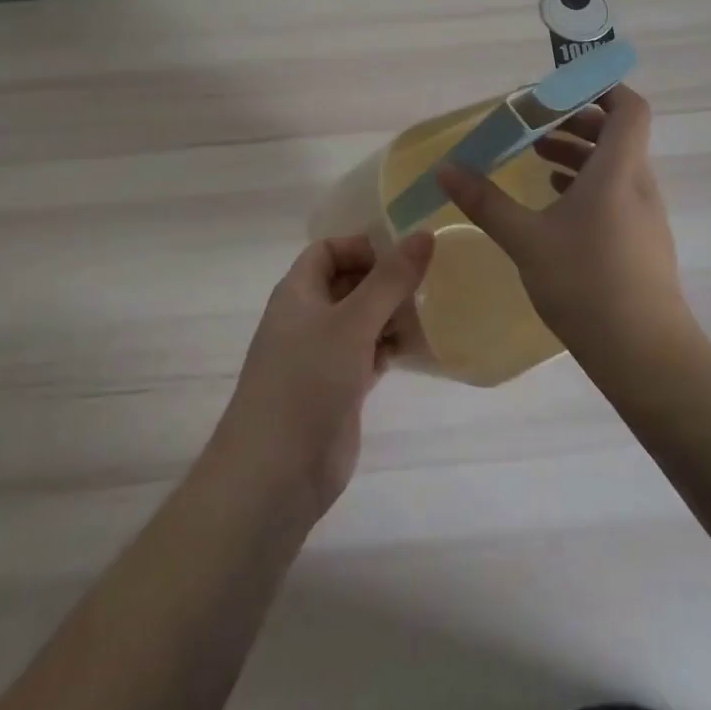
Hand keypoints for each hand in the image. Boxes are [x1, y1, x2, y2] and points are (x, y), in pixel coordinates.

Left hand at [213, 232, 433, 519]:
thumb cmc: (307, 381)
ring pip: (363, 320)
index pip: (328, 250)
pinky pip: (370, 355)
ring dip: (394, 314)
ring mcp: (323, 356)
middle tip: (431, 280)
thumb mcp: (352, 322)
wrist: (275, 475)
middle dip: (386, 280)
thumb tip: (424, 234)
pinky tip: (423, 347)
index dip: (362, 247)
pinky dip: (392, 348)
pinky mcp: (340, 390)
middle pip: (349, 283)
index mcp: (298, 292)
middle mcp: (308, 318)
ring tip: (435, 311)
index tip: (403, 255)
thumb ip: (390, 279)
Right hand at [437, 84, 686, 354]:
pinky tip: (555, 203)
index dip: (602, 88)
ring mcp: (645, 215)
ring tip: (537, 158)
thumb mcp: (526, 239)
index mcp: (618, 170)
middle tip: (536, 124)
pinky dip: (587, 185)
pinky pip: (616, 193)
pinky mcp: (642, 242)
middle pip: (617, 134)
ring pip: (615, 166)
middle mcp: (638, 184)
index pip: (629, 108)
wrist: (645, 355)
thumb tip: (447, 169)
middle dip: (577, 121)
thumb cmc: (586, 284)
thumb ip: (486, 201)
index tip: (563, 87)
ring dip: (579, 154)